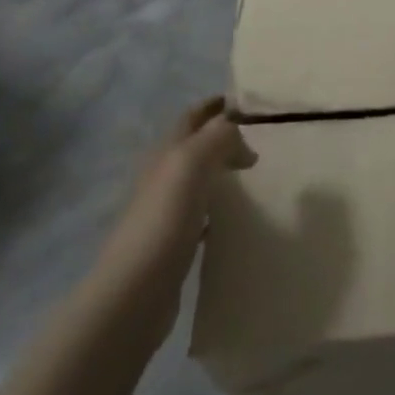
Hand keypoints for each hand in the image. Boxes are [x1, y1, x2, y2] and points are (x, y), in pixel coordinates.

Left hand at [92, 97, 254, 335]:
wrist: (135, 292)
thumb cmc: (164, 218)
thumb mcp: (192, 162)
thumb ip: (219, 137)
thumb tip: (241, 136)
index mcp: (166, 152)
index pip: (192, 116)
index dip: (215, 105)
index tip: (247, 102)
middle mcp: (164, 176)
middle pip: (194, 145)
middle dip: (222, 135)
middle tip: (259, 135)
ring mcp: (167, 210)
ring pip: (199, 177)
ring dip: (222, 168)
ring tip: (253, 170)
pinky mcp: (175, 242)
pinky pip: (202, 212)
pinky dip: (220, 204)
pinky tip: (236, 213)